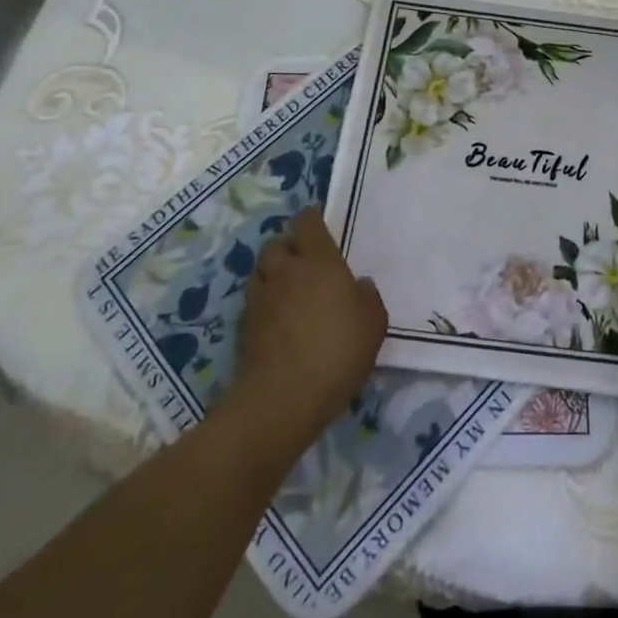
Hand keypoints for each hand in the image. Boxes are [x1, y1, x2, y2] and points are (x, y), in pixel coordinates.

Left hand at [237, 207, 387, 442]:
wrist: (283, 398)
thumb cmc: (337, 351)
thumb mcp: (373, 324)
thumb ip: (368, 298)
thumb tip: (359, 285)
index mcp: (319, 261)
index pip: (307, 222)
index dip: (312, 219)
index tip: (320, 225)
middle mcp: (286, 271)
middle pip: (277, 243)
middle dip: (288, 247)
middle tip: (305, 261)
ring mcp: (261, 298)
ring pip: (261, 271)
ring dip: (273, 273)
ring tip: (288, 290)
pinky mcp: (244, 327)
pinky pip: (254, 301)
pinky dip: (264, 303)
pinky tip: (278, 320)